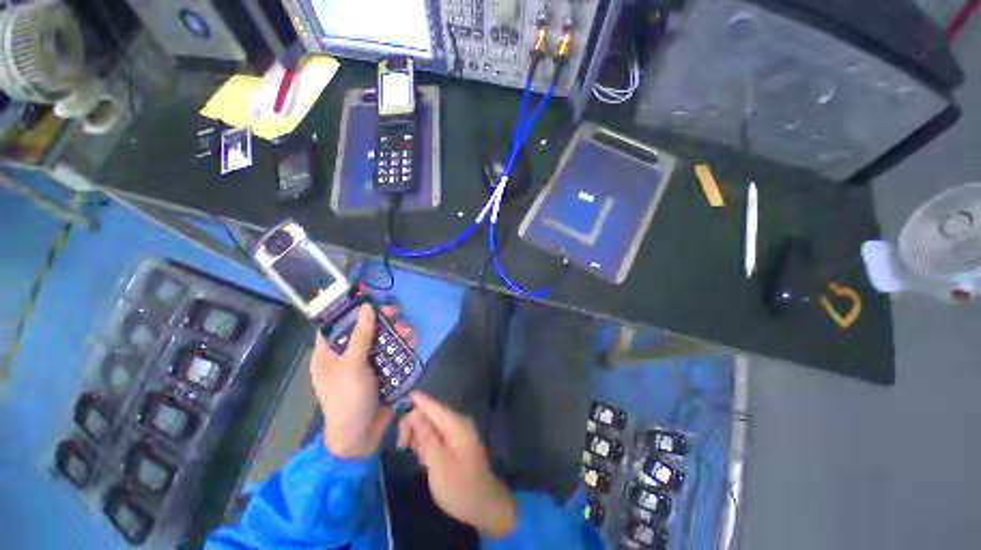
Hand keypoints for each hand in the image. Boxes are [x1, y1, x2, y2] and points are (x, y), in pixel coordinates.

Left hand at [310, 304, 414, 458]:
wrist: (362, 437)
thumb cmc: (348, 399)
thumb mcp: (352, 365)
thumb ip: (362, 335)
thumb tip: (367, 307)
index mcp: (329, 354)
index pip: (336, 326)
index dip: (351, 311)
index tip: (369, 301)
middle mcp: (346, 356)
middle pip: (364, 330)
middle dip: (381, 321)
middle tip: (395, 312)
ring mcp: (365, 364)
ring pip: (381, 341)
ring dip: (395, 333)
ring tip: (408, 330)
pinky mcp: (382, 372)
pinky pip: (392, 353)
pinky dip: (402, 346)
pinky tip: (412, 340)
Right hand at [397, 392, 516, 537]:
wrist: (485, 506)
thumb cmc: (460, 487)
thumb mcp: (438, 464)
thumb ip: (426, 437)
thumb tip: (414, 413)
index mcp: (456, 425)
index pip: (433, 407)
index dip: (418, 401)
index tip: (402, 399)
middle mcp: (458, 424)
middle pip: (431, 415)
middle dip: (415, 425)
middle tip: (403, 447)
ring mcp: (458, 434)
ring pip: (433, 426)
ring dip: (420, 437)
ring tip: (416, 457)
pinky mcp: (457, 444)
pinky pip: (438, 436)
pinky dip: (427, 444)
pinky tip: (424, 458)